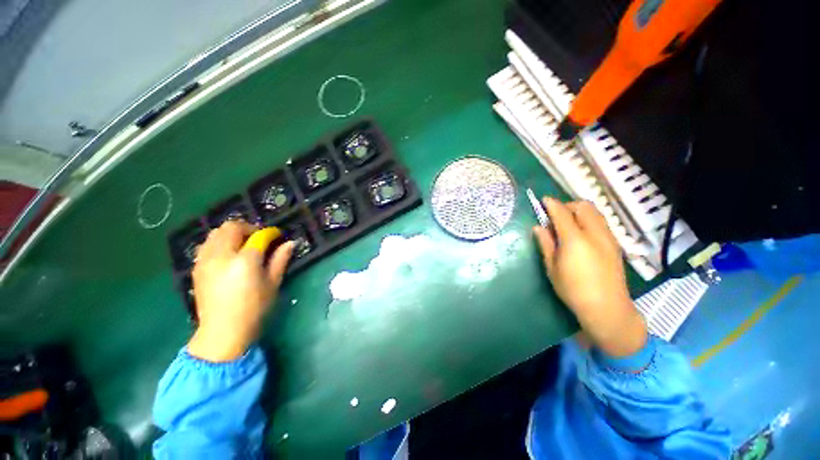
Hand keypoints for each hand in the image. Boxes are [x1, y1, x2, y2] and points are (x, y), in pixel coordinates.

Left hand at [188, 220, 294, 361]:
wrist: (222, 331)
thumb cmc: (254, 309)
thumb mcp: (273, 284)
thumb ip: (280, 260)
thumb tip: (290, 243)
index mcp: (245, 261)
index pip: (259, 236)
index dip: (271, 232)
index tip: (278, 235)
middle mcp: (222, 256)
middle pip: (232, 227)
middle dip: (248, 228)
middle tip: (259, 238)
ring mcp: (206, 261)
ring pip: (215, 233)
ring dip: (231, 233)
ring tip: (242, 244)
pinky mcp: (197, 268)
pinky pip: (206, 244)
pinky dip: (219, 242)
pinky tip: (228, 254)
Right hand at [533, 198, 646, 357]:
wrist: (607, 308)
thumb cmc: (573, 290)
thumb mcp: (552, 268)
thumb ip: (546, 244)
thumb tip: (537, 228)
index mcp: (575, 240)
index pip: (562, 213)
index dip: (552, 204)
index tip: (543, 200)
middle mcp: (594, 234)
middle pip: (583, 207)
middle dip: (568, 206)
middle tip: (555, 216)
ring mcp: (608, 238)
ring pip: (595, 213)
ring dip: (580, 212)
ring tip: (568, 224)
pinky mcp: (615, 245)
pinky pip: (601, 222)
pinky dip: (589, 220)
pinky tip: (581, 235)